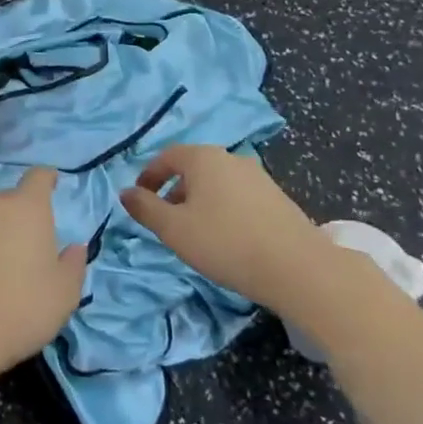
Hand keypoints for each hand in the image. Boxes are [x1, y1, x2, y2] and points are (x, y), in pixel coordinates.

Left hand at [0, 167, 87, 381]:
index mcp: (27, 207)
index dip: (48, 178)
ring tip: (6, 269)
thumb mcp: (64, 292)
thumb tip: (75, 248)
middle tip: (33, 243)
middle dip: (22, 215)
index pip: (38, 176)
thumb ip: (73, 264)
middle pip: (11, 200)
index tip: (54, 183)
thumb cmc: (22, 306)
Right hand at [119, 144, 336, 308]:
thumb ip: (146, 208)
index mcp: (204, 158)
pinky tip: (226, 238)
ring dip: (199, 201)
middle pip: (193, 168)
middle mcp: (231, 158)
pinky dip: (223, 209)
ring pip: (217, 183)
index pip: (167, 156)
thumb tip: (125, 193)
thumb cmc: (225, 242)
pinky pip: (238, 196)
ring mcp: (258, 176)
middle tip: (165, 220)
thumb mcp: (174, 229)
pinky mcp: (276, 197)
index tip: (140, 198)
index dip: (149, 175)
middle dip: (174, 191)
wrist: (297, 267)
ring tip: (195, 233)